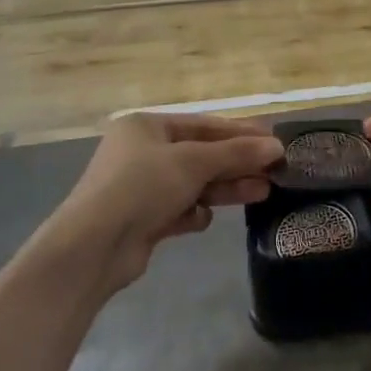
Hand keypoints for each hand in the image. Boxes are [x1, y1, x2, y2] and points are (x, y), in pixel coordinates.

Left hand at [46, 113, 281, 293]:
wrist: (94, 246)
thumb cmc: (142, 186)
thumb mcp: (193, 162)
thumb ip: (236, 154)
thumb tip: (276, 146)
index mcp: (146, 126)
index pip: (203, 124)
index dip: (240, 133)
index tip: (273, 142)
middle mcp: (142, 152)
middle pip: (200, 154)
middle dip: (236, 164)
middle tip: (274, 171)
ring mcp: (140, 187)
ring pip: (193, 183)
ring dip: (224, 188)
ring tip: (261, 193)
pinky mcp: (142, 220)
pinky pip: (178, 210)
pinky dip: (193, 213)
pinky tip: (202, 219)